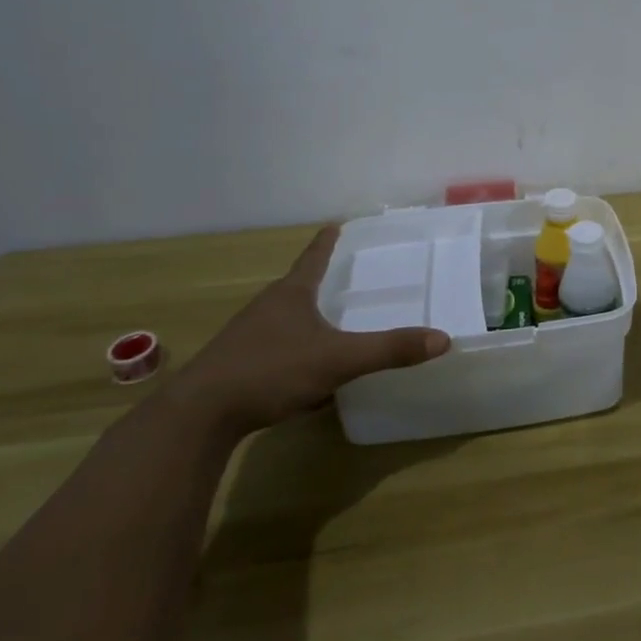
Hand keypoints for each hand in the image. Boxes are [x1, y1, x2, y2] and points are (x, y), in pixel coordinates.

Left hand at [166, 227, 448, 437]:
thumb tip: (442, 339)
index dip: (326, 242)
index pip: (313, 258)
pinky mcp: (234, 367)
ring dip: (305, 320)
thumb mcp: (338, 360)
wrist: (198, 416)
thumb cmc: (270, 371)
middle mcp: (267, 308)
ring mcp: (246, 338)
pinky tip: (303, 379)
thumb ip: (388, 351)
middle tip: (343, 277)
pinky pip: (273, 351)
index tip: (334, 224)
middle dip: (318, 282)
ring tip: (328, 327)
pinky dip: (292, 355)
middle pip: (297, 287)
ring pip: (283, 320)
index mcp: (291, 294)